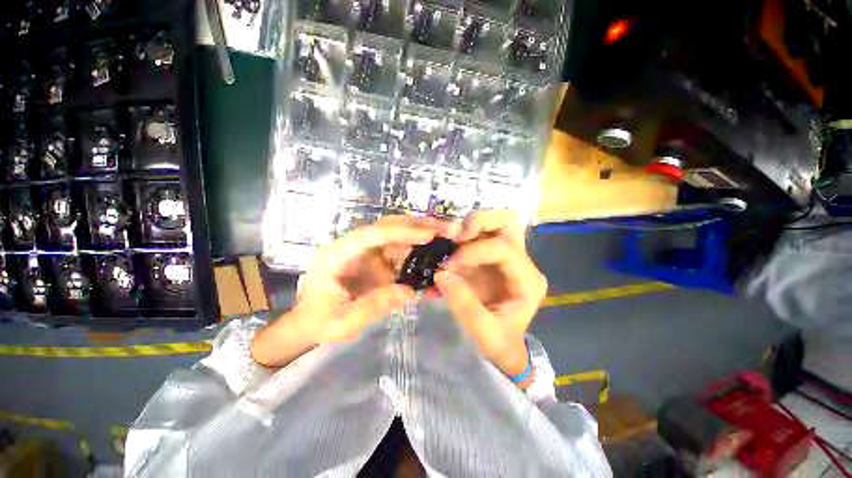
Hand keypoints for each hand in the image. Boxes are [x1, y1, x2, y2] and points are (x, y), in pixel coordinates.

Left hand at [252, 216, 436, 367]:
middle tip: (445, 229)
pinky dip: (417, 253)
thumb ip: (374, 305)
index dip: (400, 231)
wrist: (307, 324)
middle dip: (416, 226)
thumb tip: (409, 291)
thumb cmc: (318, 323)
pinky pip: (399, 252)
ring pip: (396, 237)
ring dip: (420, 235)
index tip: (428, 235)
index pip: (371, 235)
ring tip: (446, 237)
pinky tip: (433, 255)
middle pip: (387, 228)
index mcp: (337, 255)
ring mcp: (365, 253)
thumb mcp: (342, 322)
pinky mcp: (375, 261)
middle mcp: (352, 247)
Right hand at [434, 210, 546, 384]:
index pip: (504, 249)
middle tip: (453, 237)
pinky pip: (479, 233)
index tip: (449, 265)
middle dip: (478, 223)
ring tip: (450, 240)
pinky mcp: (490, 256)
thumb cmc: (500, 343)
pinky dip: (462, 234)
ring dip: (470, 225)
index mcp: (527, 280)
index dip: (474, 251)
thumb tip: (441, 273)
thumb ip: (464, 305)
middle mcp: (521, 262)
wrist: (503, 347)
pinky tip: (448, 246)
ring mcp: (506, 255)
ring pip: (494, 222)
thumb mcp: (484, 334)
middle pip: (508, 222)